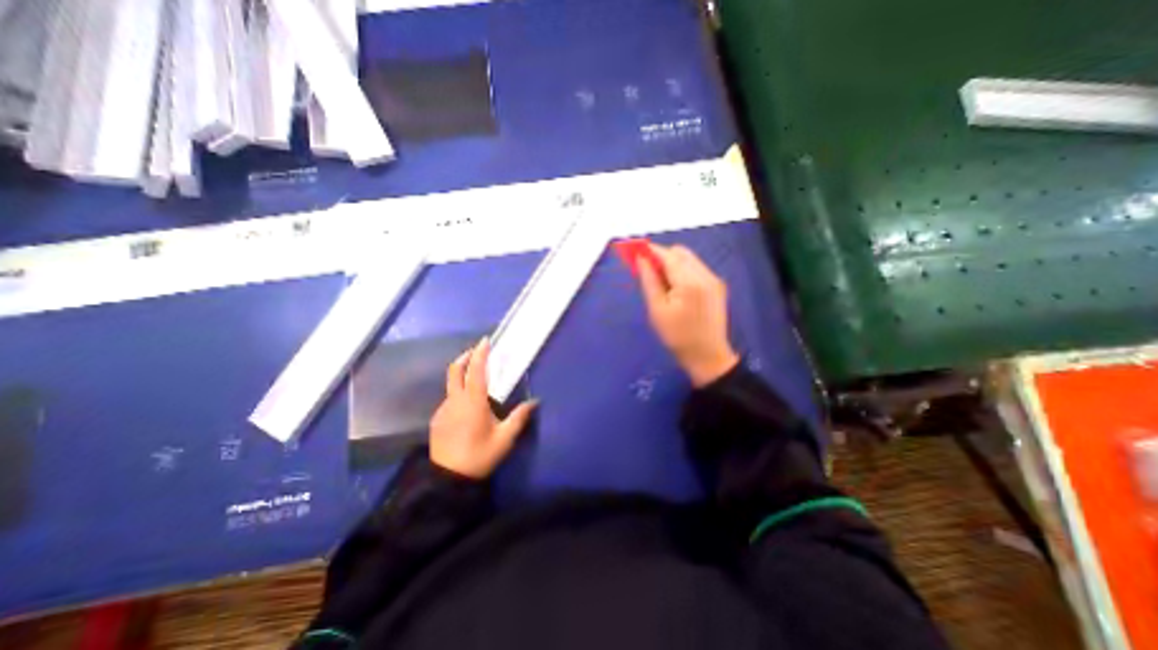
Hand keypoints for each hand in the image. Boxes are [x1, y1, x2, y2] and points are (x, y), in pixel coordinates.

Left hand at [427, 337, 535, 479]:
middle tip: (477, 352)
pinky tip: (468, 408)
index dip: (480, 353)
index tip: (485, 341)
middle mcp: (455, 400)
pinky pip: (449, 399)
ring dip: (463, 376)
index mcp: (473, 402)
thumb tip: (535, 402)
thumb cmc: (480, 455)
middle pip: (455, 370)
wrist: (447, 479)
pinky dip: (458, 394)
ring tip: (477, 384)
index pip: (475, 370)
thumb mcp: (504, 438)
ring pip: (451, 385)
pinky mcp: (437, 419)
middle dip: (466, 357)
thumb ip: (519, 417)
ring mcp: (443, 409)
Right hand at [637, 245, 735, 385]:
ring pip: (689, 259)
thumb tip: (641, 259)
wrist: (708, 356)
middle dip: (661, 256)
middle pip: (680, 253)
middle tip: (647, 271)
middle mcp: (705, 275)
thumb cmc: (677, 337)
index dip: (650, 250)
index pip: (668, 256)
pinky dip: (683, 271)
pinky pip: (697, 268)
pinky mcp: (717, 286)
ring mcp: (714, 279)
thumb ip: (649, 281)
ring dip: (672, 263)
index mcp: (690, 282)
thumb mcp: (657, 311)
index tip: (634, 251)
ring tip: (661, 283)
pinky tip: (676, 288)